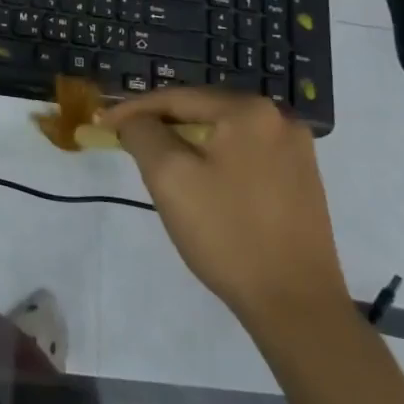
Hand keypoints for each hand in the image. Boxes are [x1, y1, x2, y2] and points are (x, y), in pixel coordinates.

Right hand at [102, 87, 347, 330]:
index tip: (101, 124)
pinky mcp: (302, 180)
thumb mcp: (169, 176)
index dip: (133, 109)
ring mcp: (296, 150)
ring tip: (159, 166)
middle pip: (202, 112)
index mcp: (249, 110)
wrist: (297, 306)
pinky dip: (215, 162)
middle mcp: (279, 119)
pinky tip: (201, 186)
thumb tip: (135, 121)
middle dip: (162, 127)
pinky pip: (244, 155)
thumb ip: (143, 133)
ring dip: (188, 145)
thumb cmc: (227, 233)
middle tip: (128, 144)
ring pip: (223, 134)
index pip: (176, 98)